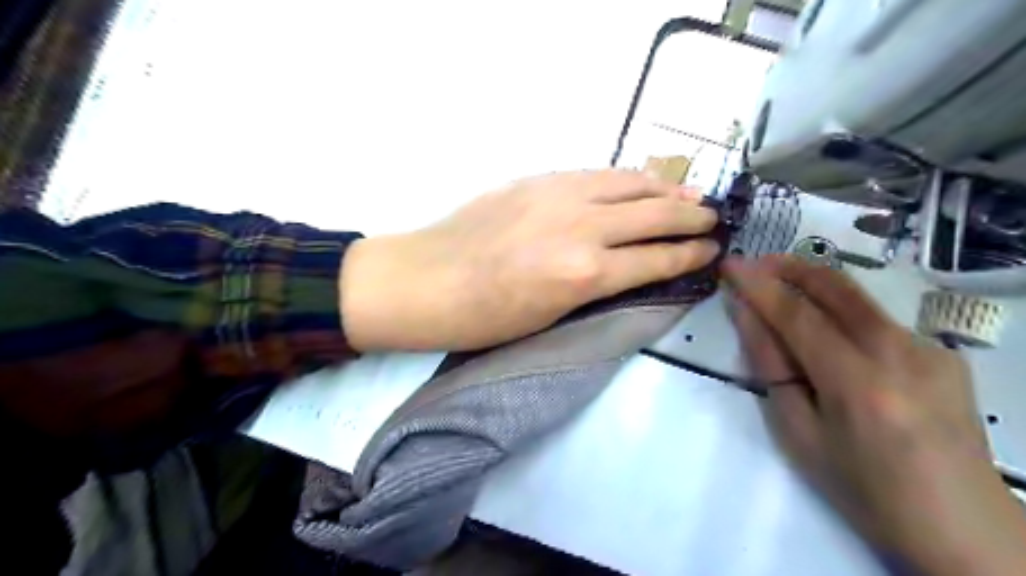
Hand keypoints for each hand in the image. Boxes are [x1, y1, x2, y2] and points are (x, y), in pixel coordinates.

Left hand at [339, 169, 715, 350]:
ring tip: (690, 195)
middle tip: (713, 220)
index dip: (689, 255)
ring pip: (629, 184)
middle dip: (689, 218)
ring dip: (666, 190)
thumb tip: (627, 268)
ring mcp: (559, 194)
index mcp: (584, 274)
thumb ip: (593, 286)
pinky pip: (596, 173)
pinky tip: (639, 181)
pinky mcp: (538, 178)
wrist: (425, 280)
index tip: (711, 251)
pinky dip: (626, 177)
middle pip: (652, 216)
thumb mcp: (548, 317)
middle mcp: (581, 227)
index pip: (654, 259)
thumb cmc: (483, 317)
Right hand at [724, 256, 1025, 574]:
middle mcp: (900, 353)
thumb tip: (748, 316)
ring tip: (779, 284)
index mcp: (857, 383)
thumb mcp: (799, 433)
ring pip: (858, 297)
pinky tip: (825, 328)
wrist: (961, 528)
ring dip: (813, 282)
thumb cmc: (863, 488)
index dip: (758, 285)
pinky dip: (839, 310)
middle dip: (789, 266)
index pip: (797, 315)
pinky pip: (876, 319)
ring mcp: (929, 350)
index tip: (729, 265)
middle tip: (754, 262)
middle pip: (836, 287)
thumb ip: (772, 368)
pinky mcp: (943, 354)